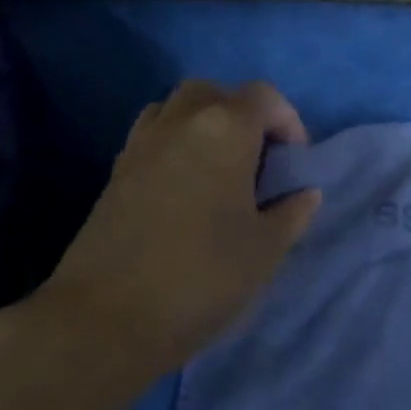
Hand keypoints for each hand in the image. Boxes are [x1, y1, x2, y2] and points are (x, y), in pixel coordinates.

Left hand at [8, 80, 321, 399]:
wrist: (106, 317)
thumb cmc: (202, 276)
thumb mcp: (265, 249)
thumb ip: (292, 213)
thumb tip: (304, 193)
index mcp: (224, 130)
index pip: (263, 96)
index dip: (287, 121)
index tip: (293, 162)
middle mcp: (179, 123)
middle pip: (214, 92)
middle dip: (242, 115)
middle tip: (258, 160)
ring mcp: (140, 145)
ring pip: (176, 109)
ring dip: (204, 125)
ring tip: (221, 171)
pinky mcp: (114, 172)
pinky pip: (152, 137)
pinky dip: (175, 145)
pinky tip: (186, 191)